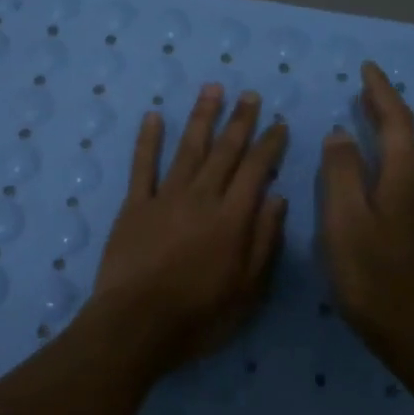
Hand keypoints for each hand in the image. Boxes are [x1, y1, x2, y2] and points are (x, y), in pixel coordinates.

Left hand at [90, 84, 289, 372]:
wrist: (136, 325)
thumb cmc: (198, 316)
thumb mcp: (247, 290)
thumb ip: (263, 241)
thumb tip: (278, 198)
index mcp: (232, 218)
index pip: (256, 170)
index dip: (269, 144)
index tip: (278, 123)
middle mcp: (202, 198)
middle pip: (224, 151)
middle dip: (240, 121)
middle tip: (250, 95)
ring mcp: (165, 197)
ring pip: (188, 148)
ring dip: (201, 117)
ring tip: (213, 89)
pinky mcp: (135, 205)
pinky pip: (143, 166)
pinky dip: (148, 140)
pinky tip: (154, 116)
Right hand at [318, 61, 413, 355]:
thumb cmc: (372, 273)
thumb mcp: (345, 219)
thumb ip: (341, 172)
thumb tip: (341, 133)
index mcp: (402, 176)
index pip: (395, 121)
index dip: (381, 92)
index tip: (367, 68)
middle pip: (404, 135)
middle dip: (384, 107)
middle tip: (363, 88)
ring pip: (403, 156)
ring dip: (385, 131)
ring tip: (362, 119)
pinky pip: (399, 175)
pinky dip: (383, 156)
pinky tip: (368, 169)